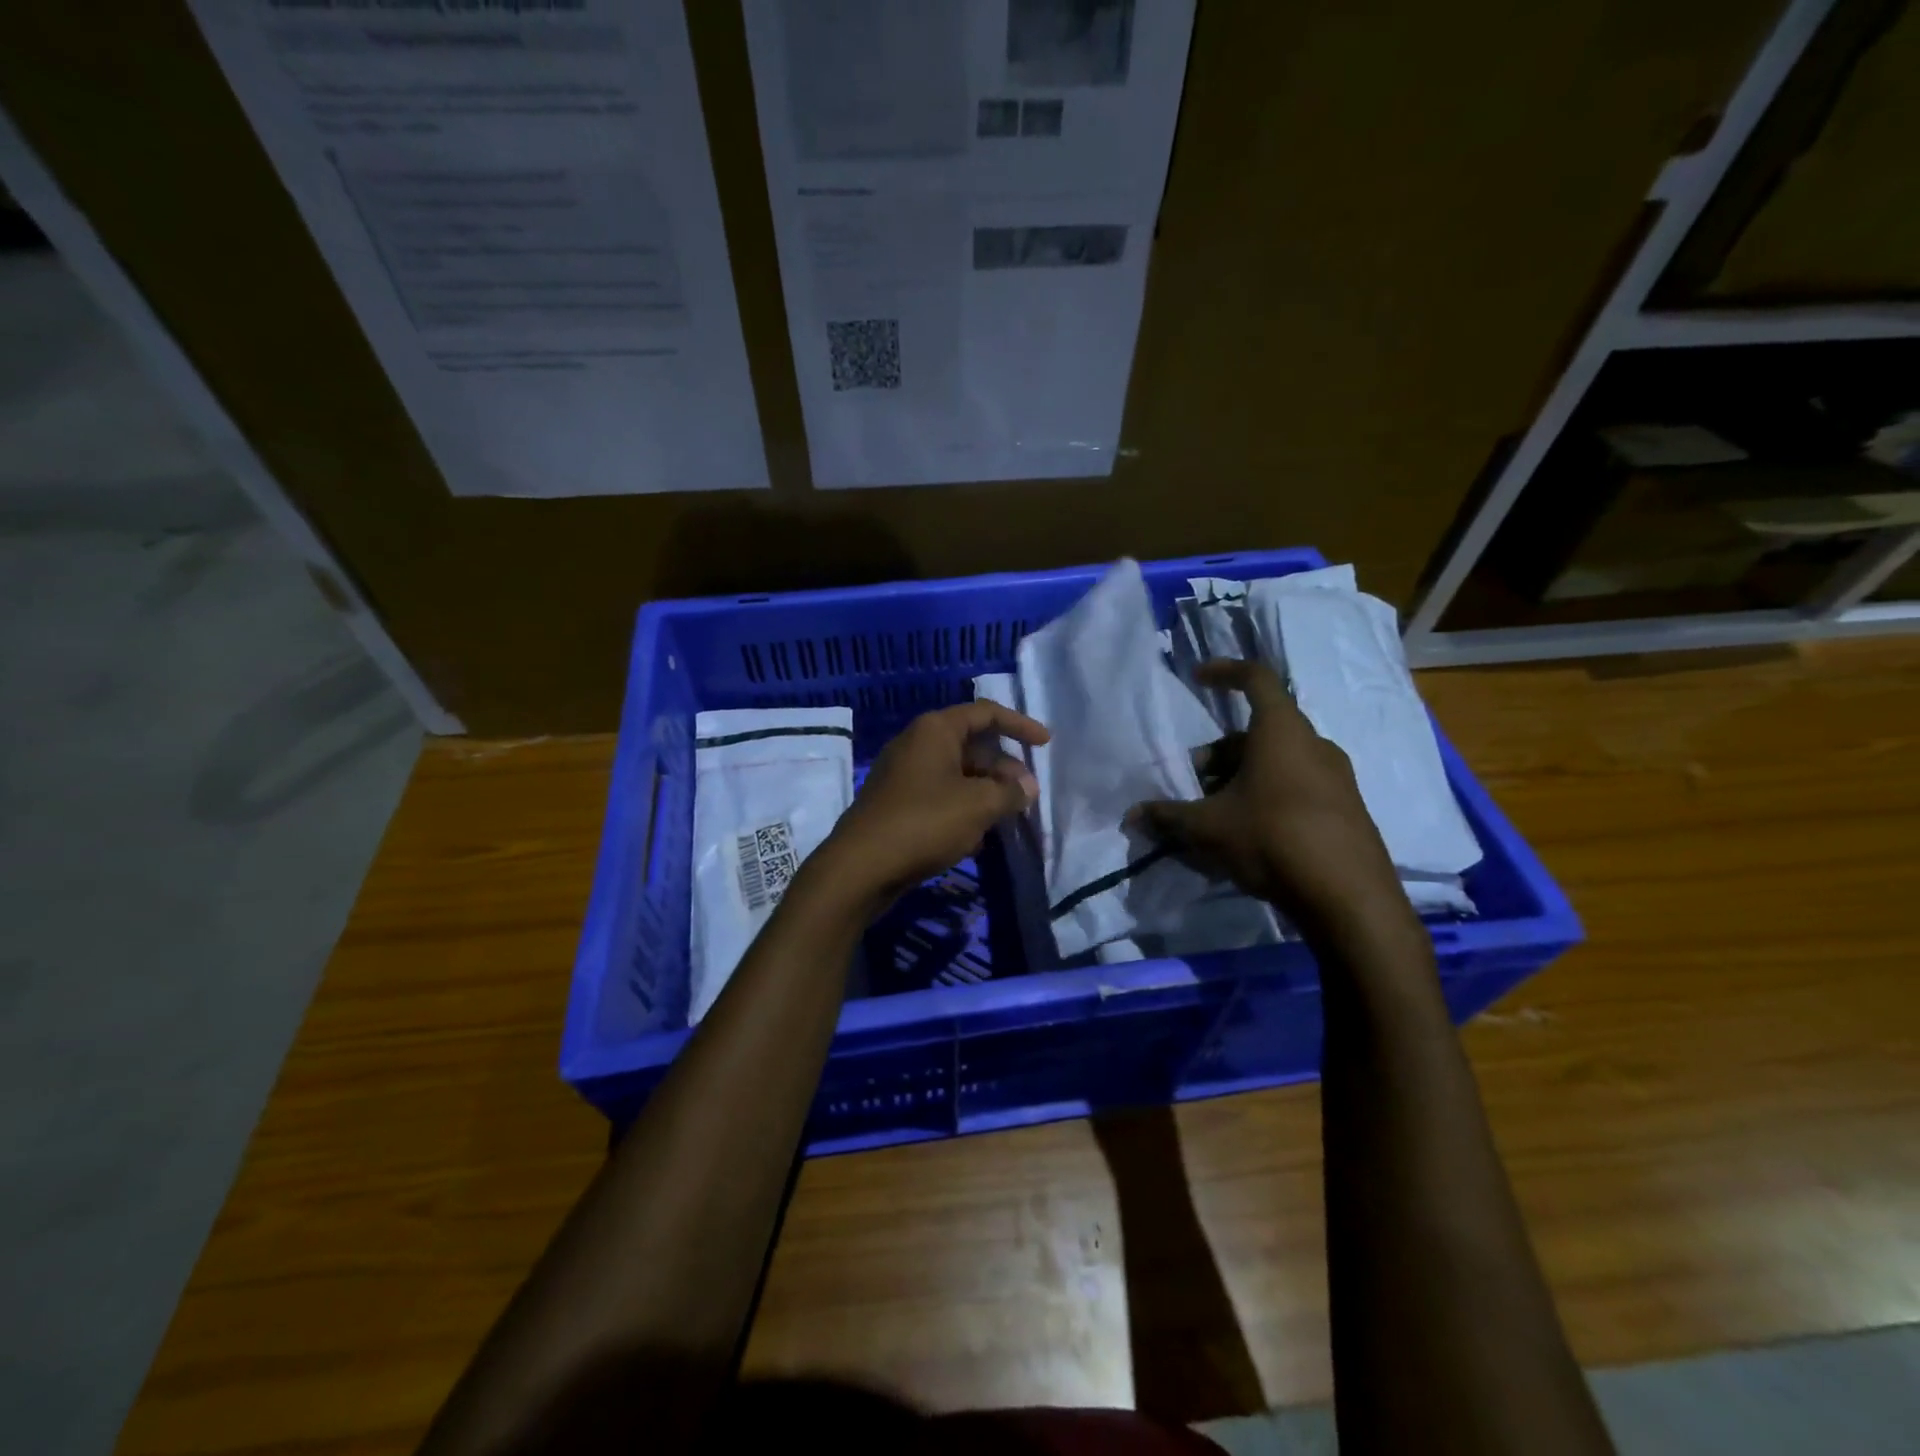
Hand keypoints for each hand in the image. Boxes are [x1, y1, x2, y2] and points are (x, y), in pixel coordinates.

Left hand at [813, 701, 1049, 909]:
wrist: (862, 866)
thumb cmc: (925, 822)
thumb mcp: (978, 805)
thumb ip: (1010, 792)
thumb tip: (1028, 787)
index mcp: (935, 730)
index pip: (985, 713)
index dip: (1019, 725)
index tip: (1045, 743)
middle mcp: (917, 744)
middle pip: (973, 747)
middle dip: (1004, 770)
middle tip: (1028, 796)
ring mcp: (904, 775)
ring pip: (958, 775)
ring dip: (986, 794)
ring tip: (1008, 819)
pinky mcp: (897, 804)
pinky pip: (940, 797)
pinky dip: (963, 809)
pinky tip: (976, 838)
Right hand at [1131, 660, 1407, 933]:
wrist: (1348, 897)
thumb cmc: (1272, 838)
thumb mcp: (1208, 827)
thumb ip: (1167, 817)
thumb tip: (1131, 815)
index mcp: (1281, 731)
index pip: (1255, 678)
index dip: (1224, 671)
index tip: (1198, 677)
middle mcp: (1313, 744)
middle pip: (1258, 732)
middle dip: (1219, 752)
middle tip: (1193, 781)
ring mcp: (1336, 777)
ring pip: (1277, 761)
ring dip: (1241, 776)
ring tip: (1215, 812)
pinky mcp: (1345, 809)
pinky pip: (1297, 786)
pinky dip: (1266, 795)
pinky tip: (1246, 832)